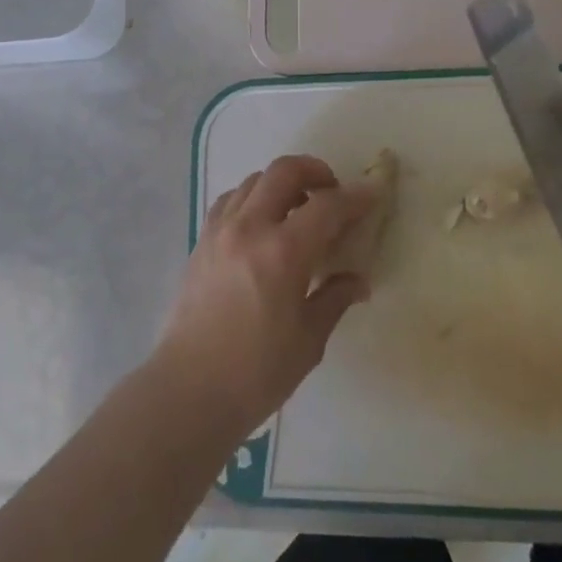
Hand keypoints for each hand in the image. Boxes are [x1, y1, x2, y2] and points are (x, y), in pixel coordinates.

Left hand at [150, 155, 374, 448]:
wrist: (188, 391)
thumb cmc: (256, 373)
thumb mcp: (308, 340)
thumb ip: (335, 299)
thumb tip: (358, 280)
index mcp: (282, 252)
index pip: (327, 206)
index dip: (356, 197)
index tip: (373, 195)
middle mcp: (249, 228)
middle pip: (284, 172)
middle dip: (315, 171)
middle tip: (332, 193)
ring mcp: (220, 231)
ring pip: (254, 181)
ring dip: (282, 184)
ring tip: (297, 209)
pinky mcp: (201, 241)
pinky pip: (230, 200)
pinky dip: (252, 198)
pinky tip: (261, 224)